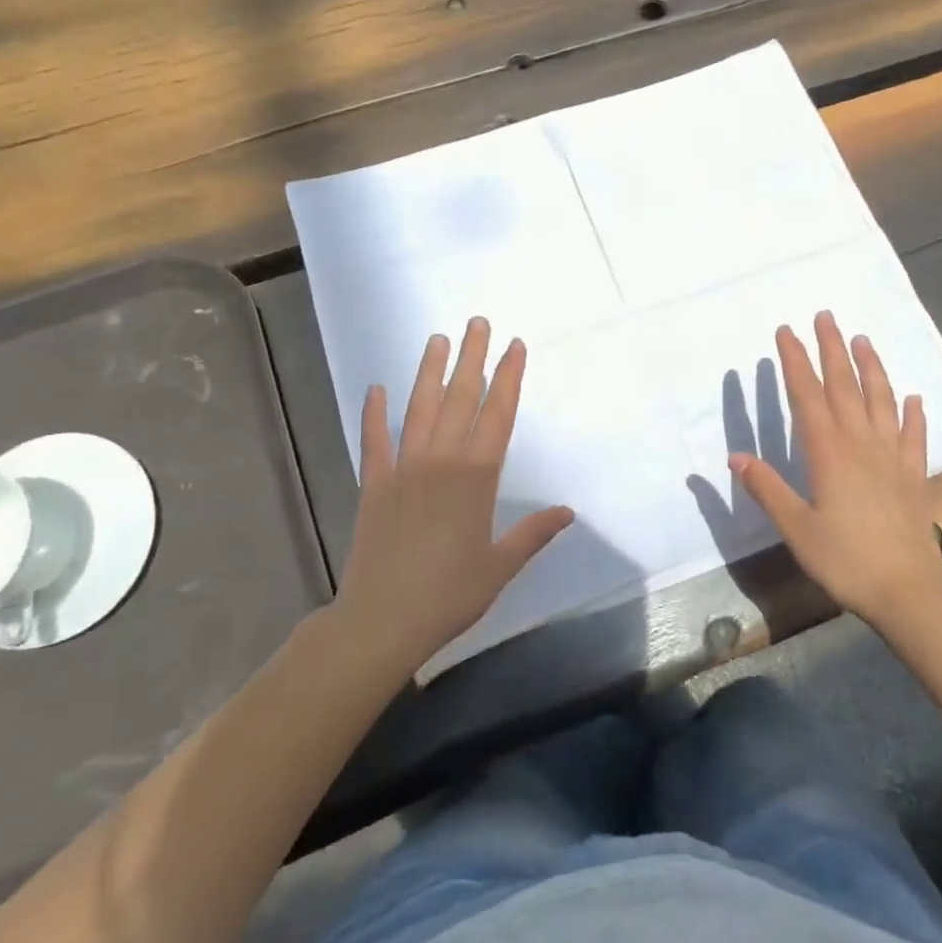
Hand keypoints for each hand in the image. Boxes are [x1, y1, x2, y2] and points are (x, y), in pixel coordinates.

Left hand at [337, 318, 573, 674]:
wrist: (382, 620)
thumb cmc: (449, 594)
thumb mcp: (500, 565)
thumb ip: (533, 534)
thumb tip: (567, 511)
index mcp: (477, 477)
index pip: (498, 414)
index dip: (509, 377)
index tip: (515, 346)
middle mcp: (441, 461)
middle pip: (461, 398)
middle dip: (472, 358)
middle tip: (478, 322)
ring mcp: (404, 468)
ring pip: (420, 408)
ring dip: (429, 372)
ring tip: (438, 339)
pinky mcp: (374, 483)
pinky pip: (374, 441)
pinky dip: (374, 414)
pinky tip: (376, 389)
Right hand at [730, 312, 941, 629]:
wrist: (907, 591)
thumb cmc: (844, 559)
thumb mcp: (796, 528)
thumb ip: (767, 489)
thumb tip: (736, 456)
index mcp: (828, 453)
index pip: (807, 396)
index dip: (795, 362)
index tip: (786, 332)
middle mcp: (861, 444)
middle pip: (845, 386)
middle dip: (832, 349)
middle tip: (825, 316)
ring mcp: (892, 458)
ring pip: (881, 401)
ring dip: (871, 368)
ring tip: (862, 340)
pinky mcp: (913, 476)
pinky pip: (914, 437)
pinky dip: (913, 414)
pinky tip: (913, 398)